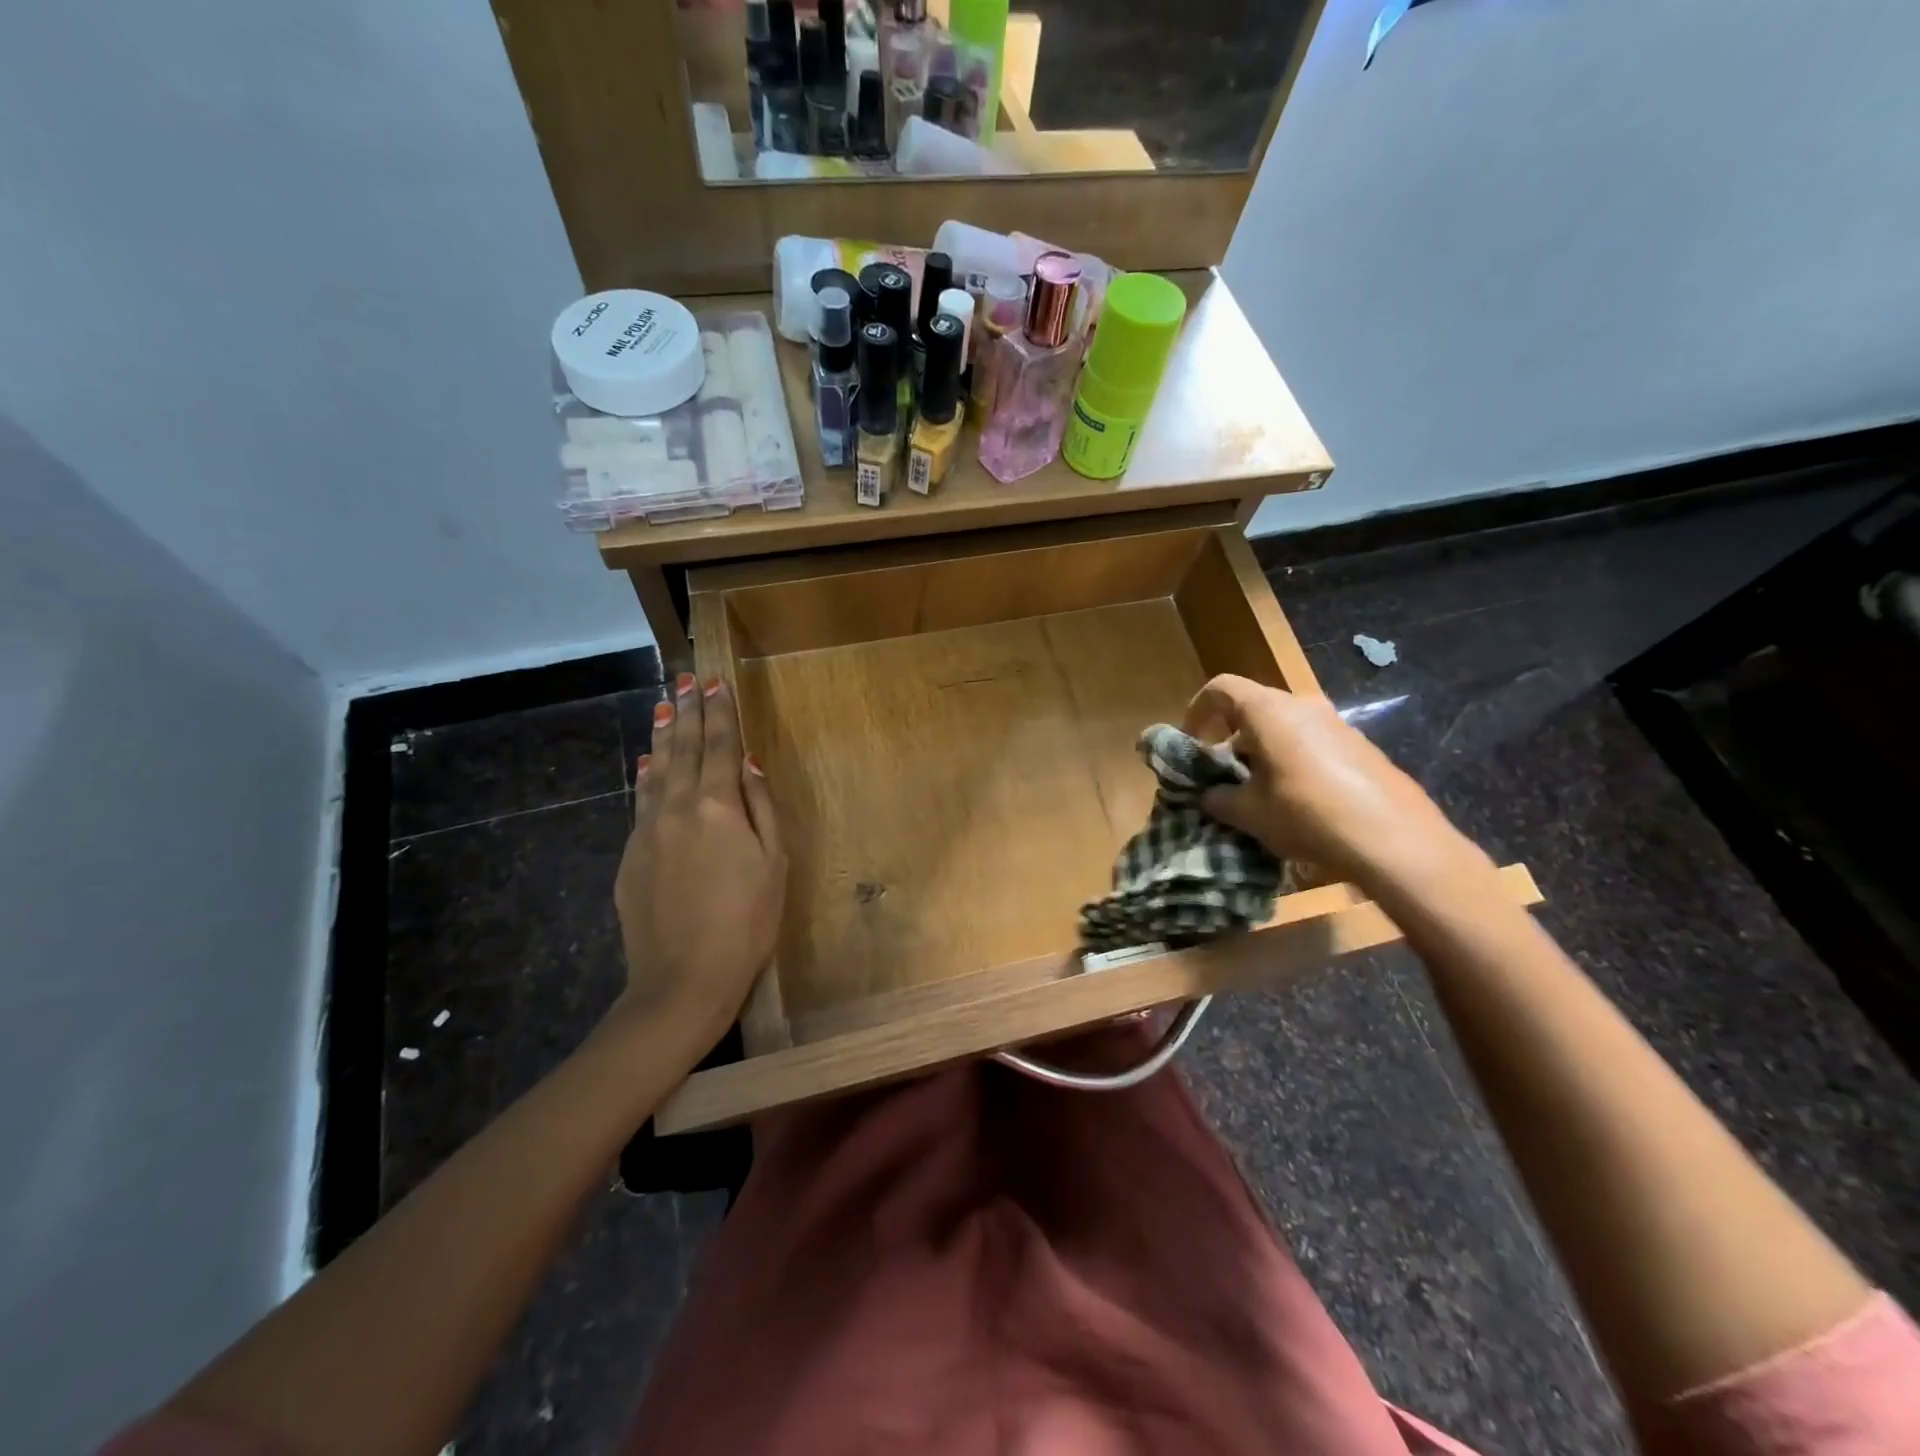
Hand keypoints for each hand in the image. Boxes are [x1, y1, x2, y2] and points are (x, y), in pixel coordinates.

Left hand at [613, 672, 785, 1049]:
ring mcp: (648, 831)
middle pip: (683, 750)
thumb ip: (761, 807)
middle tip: (684, 679)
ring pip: (656, 771)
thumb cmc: (746, 923)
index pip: (719, 747)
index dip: (719, 713)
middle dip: (686, 712)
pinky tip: (647, 764)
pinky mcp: (631, 856)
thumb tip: (748, 763)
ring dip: (663, 737)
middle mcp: (678, 808)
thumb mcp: (773, 864)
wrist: (682, 980)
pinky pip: (641, 802)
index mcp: (718, 807)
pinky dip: (646, 777)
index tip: (714, 682)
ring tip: (663, 707)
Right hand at [1183, 674, 1486, 894]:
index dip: (1198, 711)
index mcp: (1268, 711)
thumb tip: (1210, 795)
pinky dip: (1294, 760)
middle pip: (1254, 707)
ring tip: (1260, 792)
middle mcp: (1303, 706)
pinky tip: (1299, 801)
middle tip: (1224, 774)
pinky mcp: (1361, 746)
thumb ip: (1219, 798)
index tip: (1192, 743)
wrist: (1394, 839)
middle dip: (1231, 737)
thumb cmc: (1306, 815)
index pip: (1220, 688)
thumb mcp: (1249, 813)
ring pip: (1285, 725)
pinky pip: (1313, 742)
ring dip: (1264, 750)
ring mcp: (1337, 724)